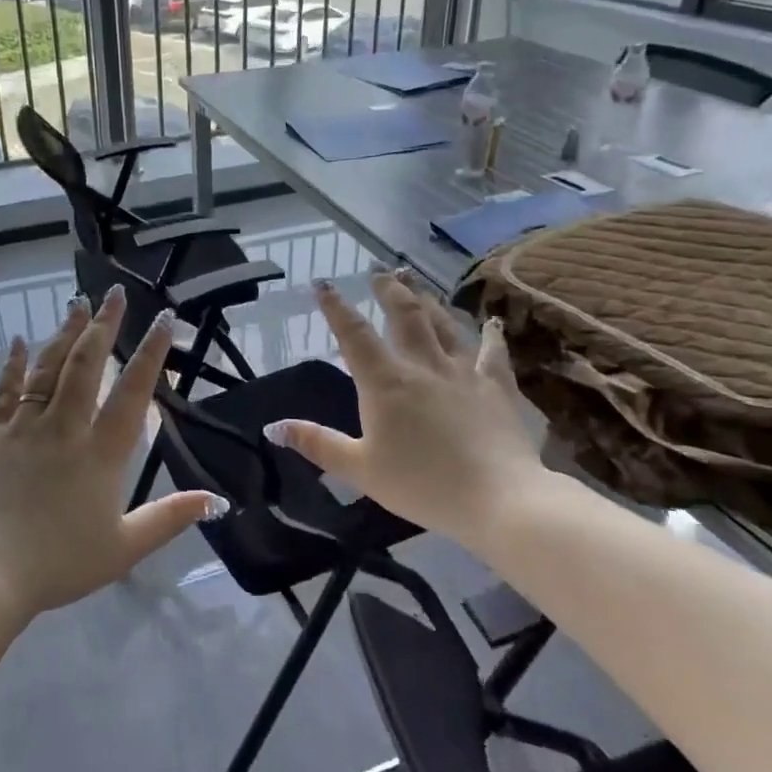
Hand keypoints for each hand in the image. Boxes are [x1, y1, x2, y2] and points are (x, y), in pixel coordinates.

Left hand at [0, 287, 216, 617]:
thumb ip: (169, 519)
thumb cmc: (58, 562)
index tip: (164, 319)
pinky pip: (5, 391)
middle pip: (86, 364)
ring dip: (65, 332)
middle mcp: (64, 428)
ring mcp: (24, 428)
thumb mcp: (124, 547)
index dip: (151, 353)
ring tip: (77, 302)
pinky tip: (19, 341)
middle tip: (115, 293)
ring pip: (47, 368)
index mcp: (101, 452)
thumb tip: (215, 500)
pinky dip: (14, 364)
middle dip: (103, 325)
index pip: (132, 392)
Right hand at [266, 272, 544, 545]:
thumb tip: (273, 426)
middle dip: (388, 290)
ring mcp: (463, 371)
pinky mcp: (496, 386)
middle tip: (379, 272)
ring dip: (428, 300)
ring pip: (443, 324)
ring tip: (417, 284)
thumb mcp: (360, 469)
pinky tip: (492, 323)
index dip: (336, 307)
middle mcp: (423, 365)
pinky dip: (490, 335)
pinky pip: (492, 352)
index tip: (323, 283)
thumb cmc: (422, 484)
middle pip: (404, 314)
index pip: (354, 334)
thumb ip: (317, 444)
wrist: (498, 499)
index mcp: (385, 382)